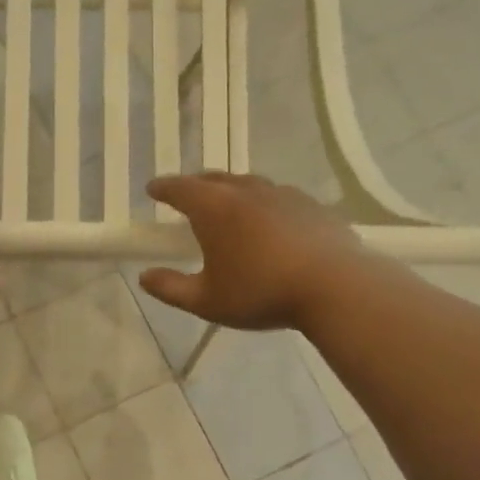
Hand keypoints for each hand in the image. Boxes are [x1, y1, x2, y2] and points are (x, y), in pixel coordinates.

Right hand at [138, 173, 364, 330]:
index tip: (152, 189)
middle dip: (195, 185)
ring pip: (248, 184)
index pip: (180, 189)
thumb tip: (144, 277)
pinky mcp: (311, 205)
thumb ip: (171, 288)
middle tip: (185, 197)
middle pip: (214, 179)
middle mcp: (246, 191)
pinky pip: (277, 197)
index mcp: (214, 209)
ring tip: (227, 206)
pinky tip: (268, 222)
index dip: (163, 188)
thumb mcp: (206, 300)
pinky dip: (262, 204)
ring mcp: (282, 194)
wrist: (335, 286)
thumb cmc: (261, 292)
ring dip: (230, 191)